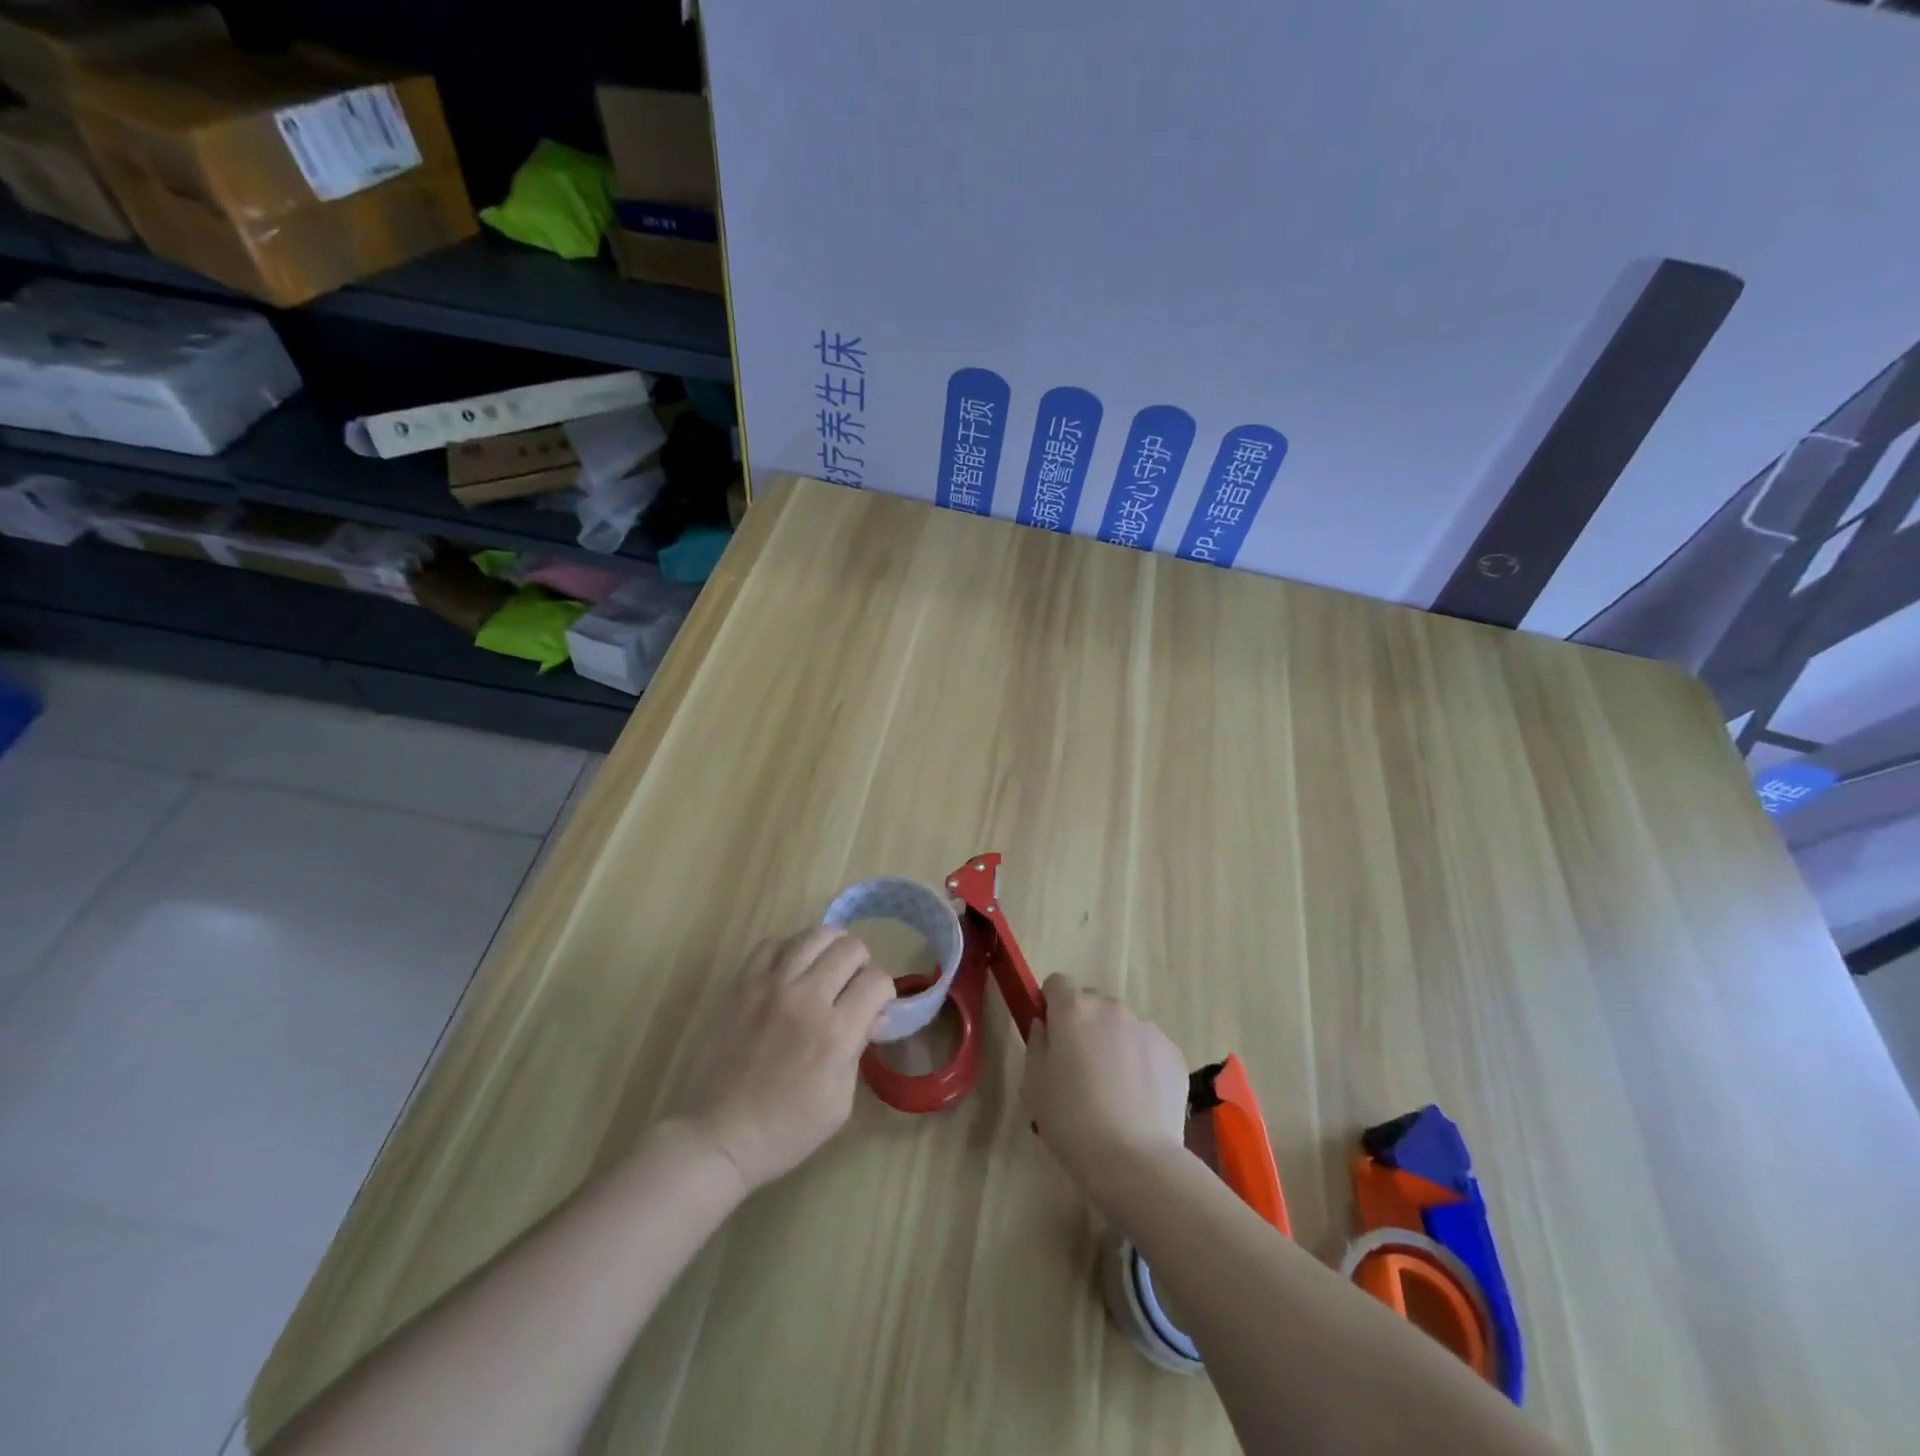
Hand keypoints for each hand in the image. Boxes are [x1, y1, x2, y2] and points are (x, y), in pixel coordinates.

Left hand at [675, 929, 895, 1194]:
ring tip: (827, 969)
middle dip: (861, 964)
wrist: (721, 1136)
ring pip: (814, 935)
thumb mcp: (840, 1102)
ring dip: (830, 947)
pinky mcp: (743, 985)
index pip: (876, 980)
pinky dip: (790, 949)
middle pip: (850, 948)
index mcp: (835, 1033)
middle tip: (852, 987)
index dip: (884, 990)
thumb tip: (875, 1013)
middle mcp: (806, 998)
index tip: (875, 1005)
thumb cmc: (788, 1129)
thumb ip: (859, 1048)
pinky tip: (792, 970)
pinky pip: (773, 943)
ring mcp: (770, 986)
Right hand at [1023, 973, 1189, 1195]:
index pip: (1057, 983)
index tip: (1051, 1036)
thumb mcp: (1034, 1084)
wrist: (1136, 1161)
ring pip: (1122, 1027)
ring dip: (1114, 1044)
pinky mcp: (1173, 1053)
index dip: (1051, 1006)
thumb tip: (1046, 1026)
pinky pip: (1148, 1048)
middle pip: (1091, 1004)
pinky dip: (1141, 1063)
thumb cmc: (1072, 1121)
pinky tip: (1139, 1101)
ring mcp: (1147, 1028)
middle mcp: (1112, 1008)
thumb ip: (1036, 1043)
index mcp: (1074, 1009)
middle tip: (1080, 1070)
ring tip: (1114, 1092)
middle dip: (1084, 1026)